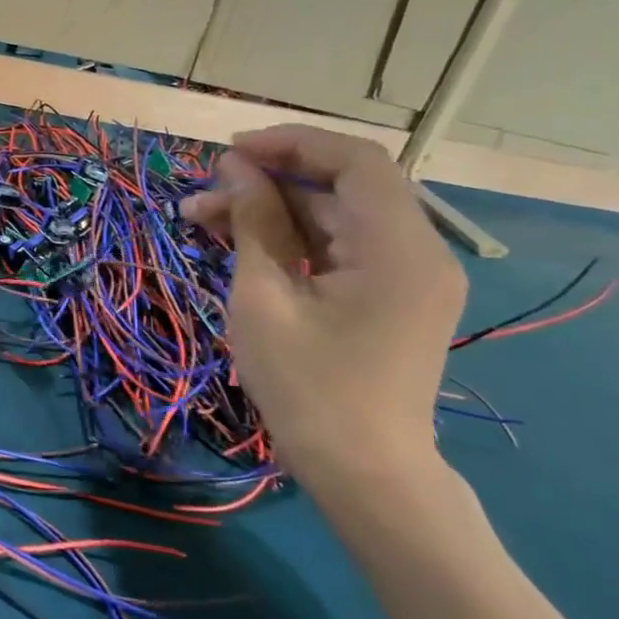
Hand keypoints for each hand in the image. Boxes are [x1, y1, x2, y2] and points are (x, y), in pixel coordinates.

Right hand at [181, 124, 465, 493]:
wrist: (363, 474)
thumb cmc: (308, 388)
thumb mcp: (265, 298)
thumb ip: (255, 223)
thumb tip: (235, 168)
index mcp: (399, 248)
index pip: (355, 161)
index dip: (291, 143)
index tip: (230, 151)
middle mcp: (417, 251)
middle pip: (341, 187)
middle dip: (268, 180)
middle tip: (203, 192)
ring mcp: (406, 275)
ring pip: (333, 216)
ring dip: (270, 211)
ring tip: (201, 219)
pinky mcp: (389, 296)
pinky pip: (339, 247)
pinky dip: (291, 240)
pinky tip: (237, 243)